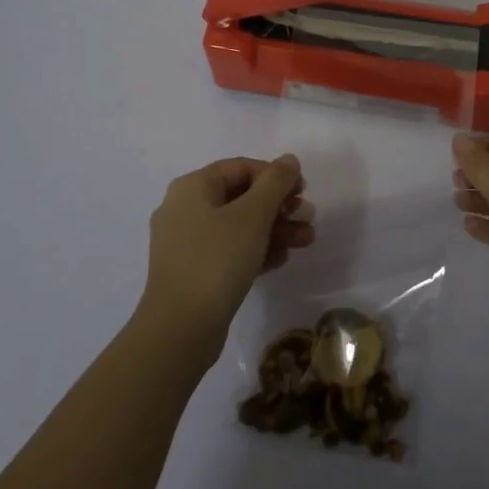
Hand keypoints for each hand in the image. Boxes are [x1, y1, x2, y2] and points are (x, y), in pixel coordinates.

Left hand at [142, 155, 314, 350]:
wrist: (180, 329)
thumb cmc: (217, 260)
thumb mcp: (253, 215)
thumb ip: (275, 182)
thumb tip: (289, 159)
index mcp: (193, 188)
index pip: (241, 168)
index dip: (275, 175)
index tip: (303, 193)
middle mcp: (184, 209)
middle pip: (241, 196)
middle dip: (279, 206)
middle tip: (308, 218)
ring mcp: (186, 242)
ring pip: (238, 225)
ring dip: (274, 229)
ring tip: (306, 241)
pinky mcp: (192, 271)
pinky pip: (229, 250)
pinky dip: (256, 250)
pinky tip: (282, 259)